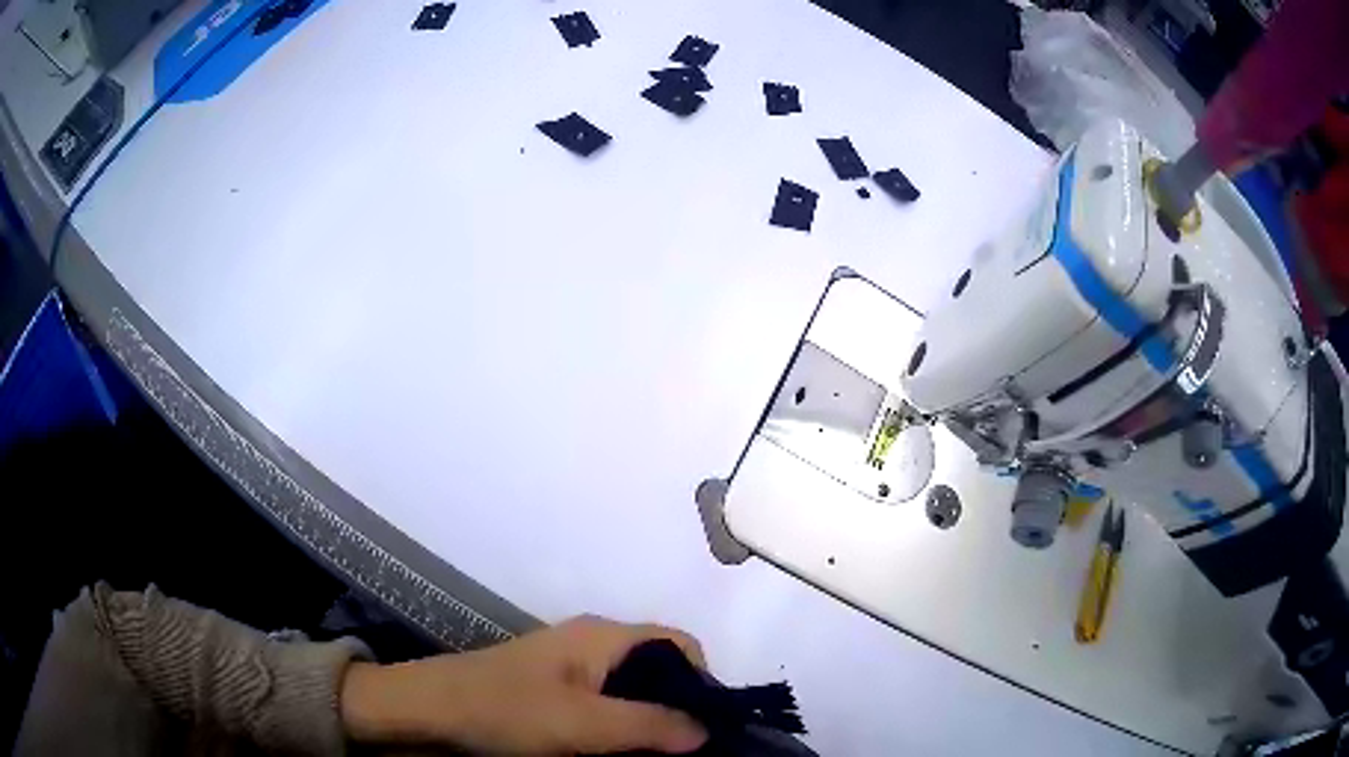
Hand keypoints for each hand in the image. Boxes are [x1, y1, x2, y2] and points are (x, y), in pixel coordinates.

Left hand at [341, 615, 709, 754]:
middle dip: (678, 710)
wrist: (426, 712)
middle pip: (659, 672)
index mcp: (603, 637)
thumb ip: (647, 725)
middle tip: (688, 754)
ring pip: (632, 695)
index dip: (703, 682)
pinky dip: (621, 732)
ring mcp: (570, 672)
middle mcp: (592, 647)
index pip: (679, 645)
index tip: (710, 729)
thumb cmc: (503, 709)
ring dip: (649, 726)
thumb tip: (708, 730)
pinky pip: (604, 710)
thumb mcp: (580, 723)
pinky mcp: (552, 696)